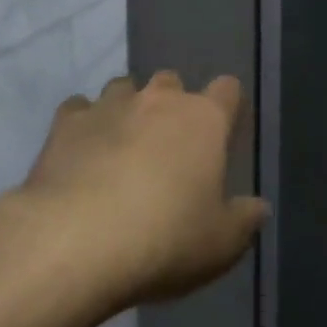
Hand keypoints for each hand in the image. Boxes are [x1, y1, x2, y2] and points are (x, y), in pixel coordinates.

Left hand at [15, 71, 267, 311]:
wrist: (76, 243)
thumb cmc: (164, 240)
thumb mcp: (220, 245)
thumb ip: (244, 221)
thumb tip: (259, 207)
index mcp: (205, 119)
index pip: (227, 89)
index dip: (226, 106)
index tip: (221, 133)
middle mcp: (160, 99)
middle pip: (172, 81)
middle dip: (170, 105)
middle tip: (166, 148)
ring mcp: (111, 105)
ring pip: (124, 88)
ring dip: (126, 110)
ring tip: (119, 147)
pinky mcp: (66, 124)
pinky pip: (78, 110)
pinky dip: (82, 126)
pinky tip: (78, 154)